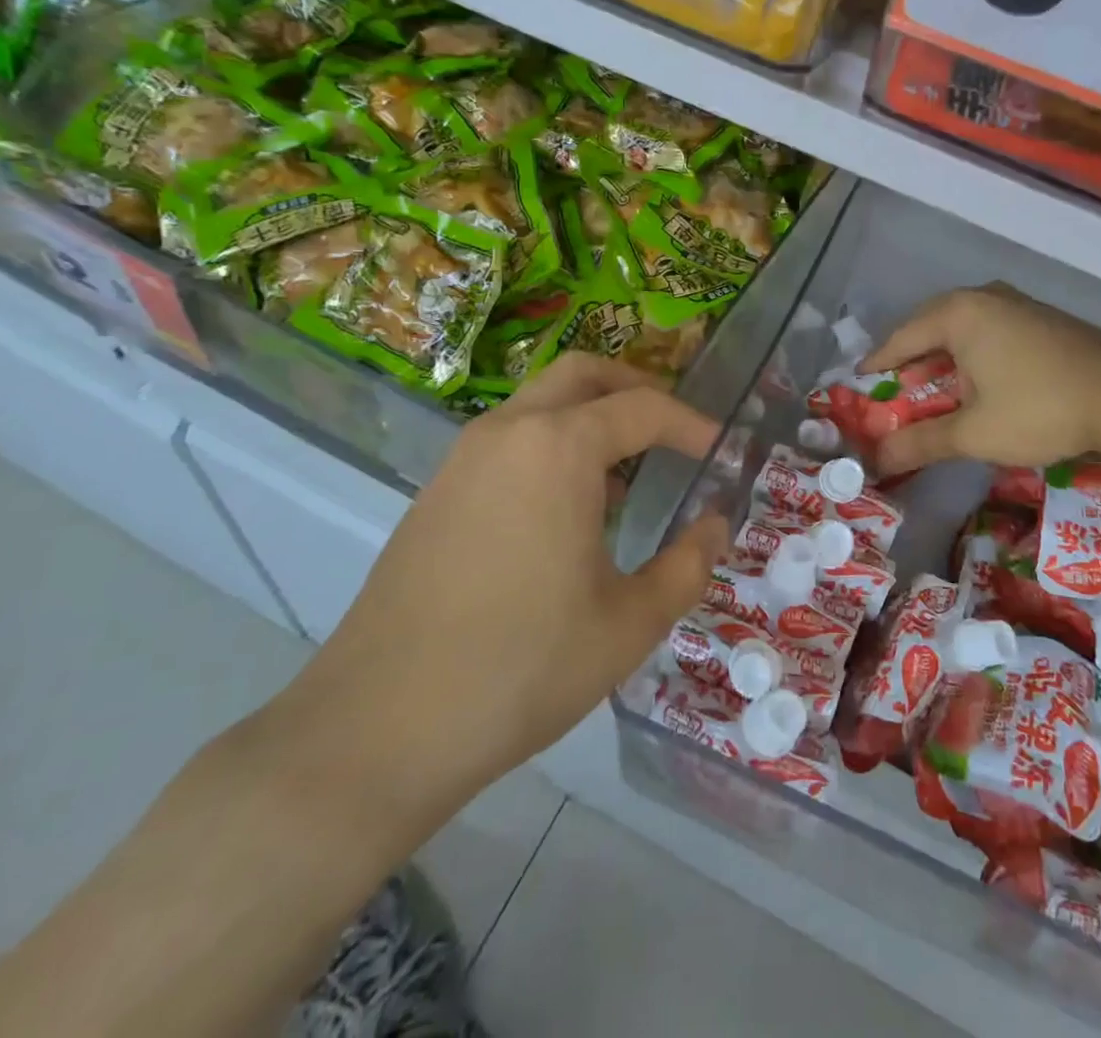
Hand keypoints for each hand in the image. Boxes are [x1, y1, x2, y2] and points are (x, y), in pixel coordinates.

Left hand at [272, 355, 725, 847]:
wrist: (378, 728)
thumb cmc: (522, 668)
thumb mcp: (629, 624)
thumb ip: (688, 565)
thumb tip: (715, 526)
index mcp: (559, 447)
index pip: (643, 408)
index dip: (692, 424)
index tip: (722, 449)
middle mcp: (508, 431)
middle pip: (583, 373)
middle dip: (636, 388)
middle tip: (672, 428)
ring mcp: (463, 458)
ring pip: (540, 401)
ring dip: (590, 414)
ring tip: (627, 471)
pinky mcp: (437, 491)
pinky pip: (509, 438)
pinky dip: (552, 442)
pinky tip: (566, 508)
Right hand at [862, 283, 1100, 478]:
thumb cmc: (1040, 408)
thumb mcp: (974, 433)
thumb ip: (921, 443)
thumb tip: (877, 460)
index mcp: (959, 314)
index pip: (902, 337)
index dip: (879, 362)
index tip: (859, 380)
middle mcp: (984, 298)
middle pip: (931, 326)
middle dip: (910, 357)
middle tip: (893, 385)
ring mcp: (1018, 304)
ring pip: (963, 327)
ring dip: (943, 356)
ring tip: (930, 385)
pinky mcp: (1043, 319)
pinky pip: (990, 330)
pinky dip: (972, 353)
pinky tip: (978, 380)